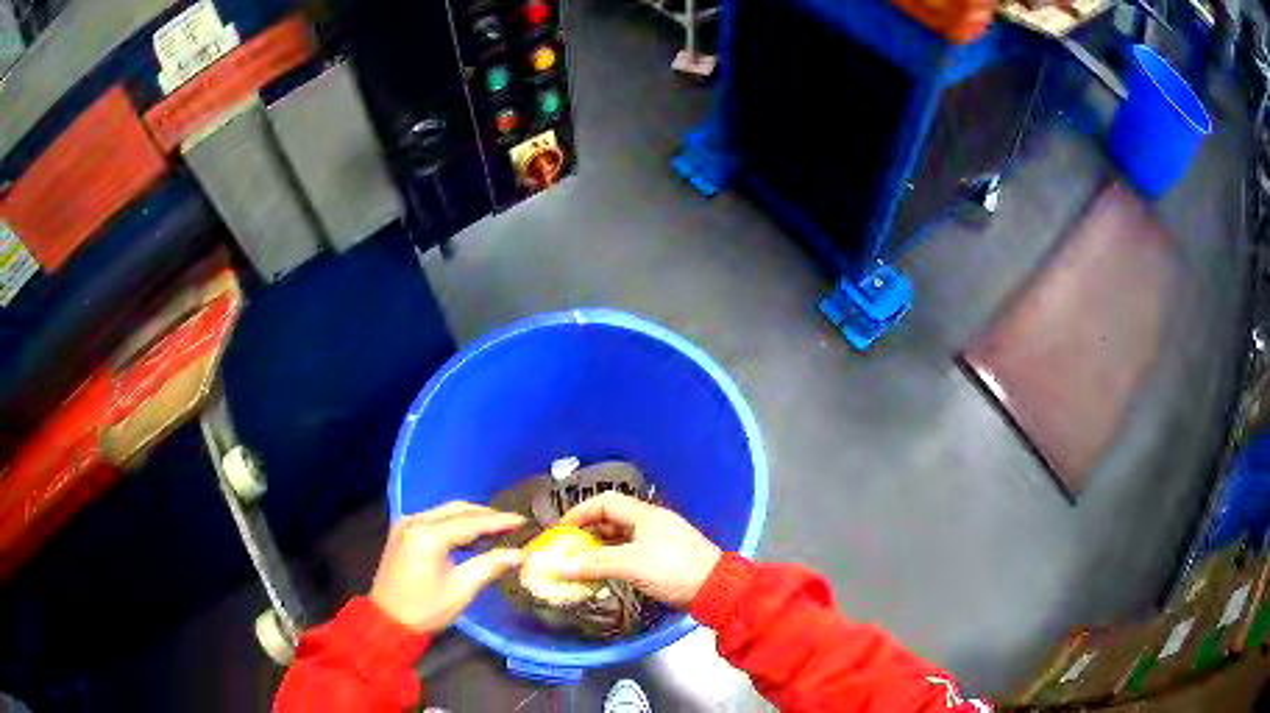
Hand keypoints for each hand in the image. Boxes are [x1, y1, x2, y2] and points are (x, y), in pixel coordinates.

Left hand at [370, 501, 524, 633]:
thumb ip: (490, 566)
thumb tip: (520, 554)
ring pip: (445, 511)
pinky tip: (470, 534)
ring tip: (496, 527)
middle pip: (457, 509)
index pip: (471, 522)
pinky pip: (434, 518)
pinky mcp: (402, 532)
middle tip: (511, 523)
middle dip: (486, 515)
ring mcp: (406, 524)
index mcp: (428, 536)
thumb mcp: (462, 589)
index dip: (499, 521)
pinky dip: (454, 522)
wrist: (387, 621)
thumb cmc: (426, 609)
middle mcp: (415, 521)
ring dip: (470, 517)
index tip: (523, 520)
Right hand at [554, 492, 721, 607]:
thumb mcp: (629, 564)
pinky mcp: (667, 560)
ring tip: (582, 562)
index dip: (580, 512)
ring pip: (623, 537)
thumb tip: (558, 566)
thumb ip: (593, 563)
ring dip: (602, 547)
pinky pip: (633, 553)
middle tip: (569, 547)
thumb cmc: (672, 569)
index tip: (561, 529)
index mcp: (645, 515)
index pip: (605, 502)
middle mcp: (653, 523)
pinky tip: (606, 574)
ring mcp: (662, 541)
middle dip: (589, 531)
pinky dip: (616, 559)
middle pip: (613, 519)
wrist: (716, 589)